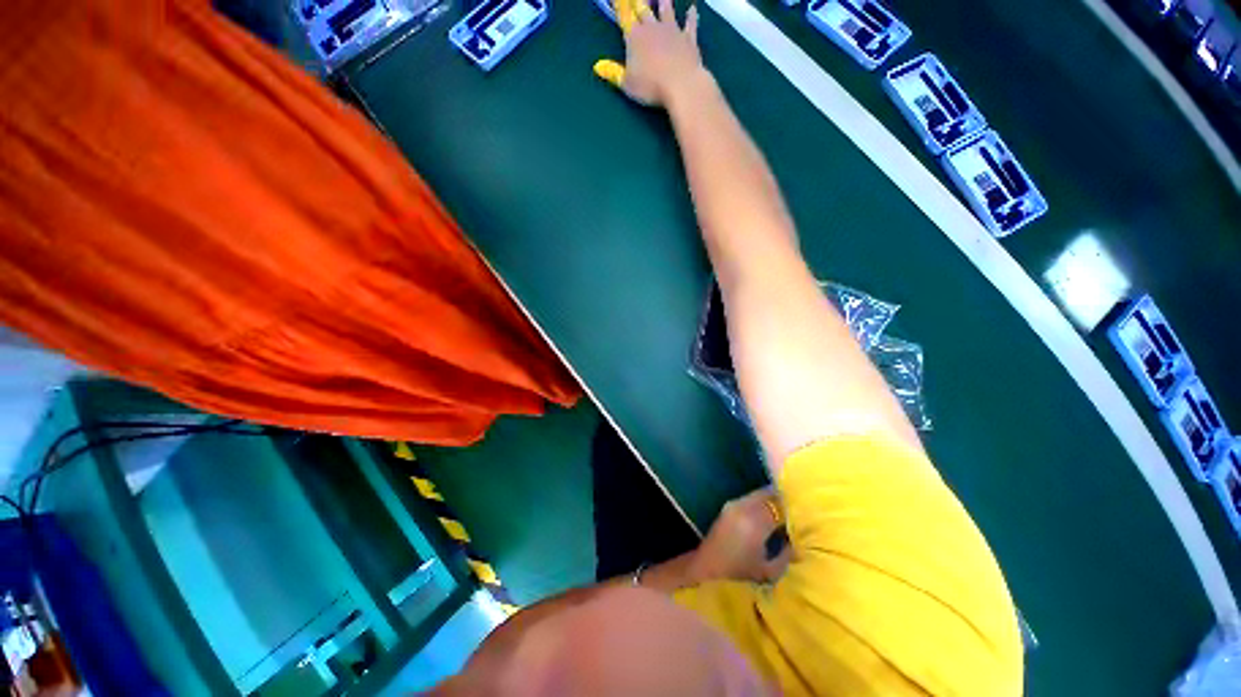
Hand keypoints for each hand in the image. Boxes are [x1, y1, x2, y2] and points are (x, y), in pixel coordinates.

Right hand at [593, 0, 707, 107]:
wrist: (681, 85)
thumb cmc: (650, 87)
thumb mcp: (627, 84)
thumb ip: (614, 73)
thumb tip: (598, 67)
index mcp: (634, 37)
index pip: (624, 16)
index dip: (619, 6)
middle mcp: (652, 28)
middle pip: (644, 10)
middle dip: (639, 3)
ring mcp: (672, 31)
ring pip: (667, 10)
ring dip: (664, 3)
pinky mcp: (689, 39)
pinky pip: (690, 24)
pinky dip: (691, 16)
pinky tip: (693, 9)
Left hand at [690, 488, 790, 583]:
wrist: (707, 566)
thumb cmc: (739, 573)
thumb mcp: (768, 571)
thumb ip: (787, 556)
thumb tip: (799, 543)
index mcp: (755, 522)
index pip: (780, 506)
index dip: (794, 509)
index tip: (806, 514)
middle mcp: (744, 507)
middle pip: (769, 494)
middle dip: (784, 500)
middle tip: (798, 509)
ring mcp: (734, 504)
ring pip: (759, 493)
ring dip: (772, 499)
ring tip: (786, 511)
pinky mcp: (729, 505)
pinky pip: (750, 497)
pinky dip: (762, 501)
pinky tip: (769, 513)